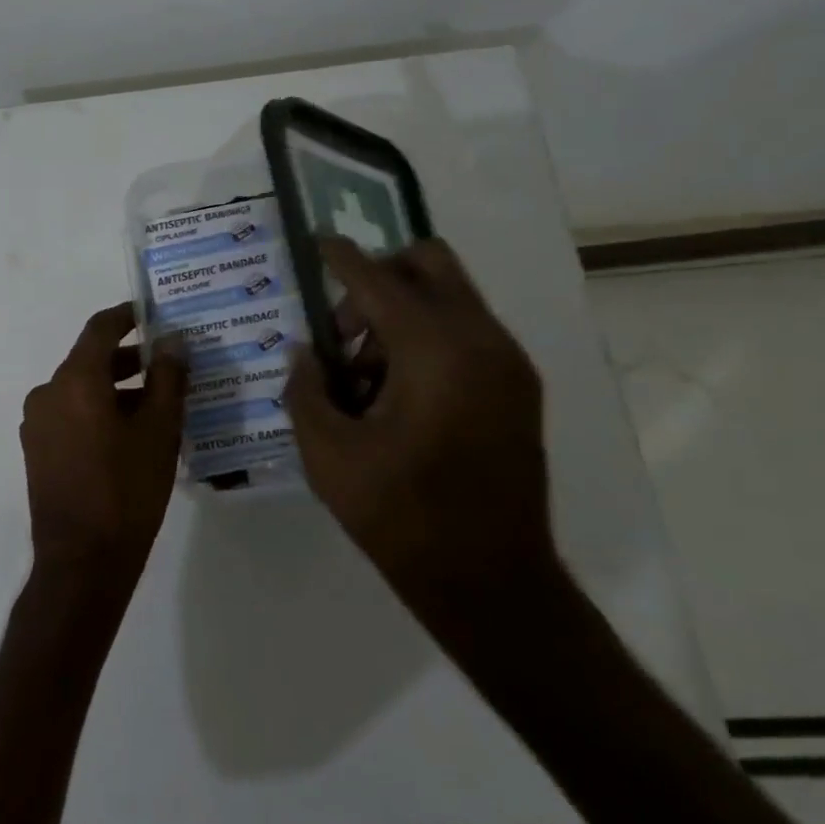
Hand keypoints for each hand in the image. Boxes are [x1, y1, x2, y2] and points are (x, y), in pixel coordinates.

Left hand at [21, 303, 189, 586]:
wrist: (82, 562)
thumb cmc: (127, 490)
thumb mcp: (159, 430)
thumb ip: (168, 378)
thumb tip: (174, 340)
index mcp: (74, 380)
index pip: (100, 328)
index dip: (128, 316)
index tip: (154, 315)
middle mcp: (47, 392)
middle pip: (90, 360)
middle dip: (129, 358)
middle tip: (168, 364)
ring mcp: (37, 423)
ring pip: (80, 389)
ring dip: (115, 388)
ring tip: (157, 402)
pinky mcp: (37, 449)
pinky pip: (70, 414)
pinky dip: (97, 410)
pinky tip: (128, 433)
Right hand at [284, 237, 556, 623]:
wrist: (491, 582)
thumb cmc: (402, 517)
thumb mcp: (328, 455)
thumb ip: (306, 389)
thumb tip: (306, 352)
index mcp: (436, 353)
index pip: (380, 280)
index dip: (342, 257)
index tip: (317, 241)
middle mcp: (482, 342)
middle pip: (430, 264)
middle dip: (379, 277)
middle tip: (344, 329)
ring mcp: (509, 364)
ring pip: (449, 297)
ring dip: (401, 314)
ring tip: (365, 378)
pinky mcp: (519, 388)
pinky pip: (466, 331)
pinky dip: (427, 337)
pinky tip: (397, 394)